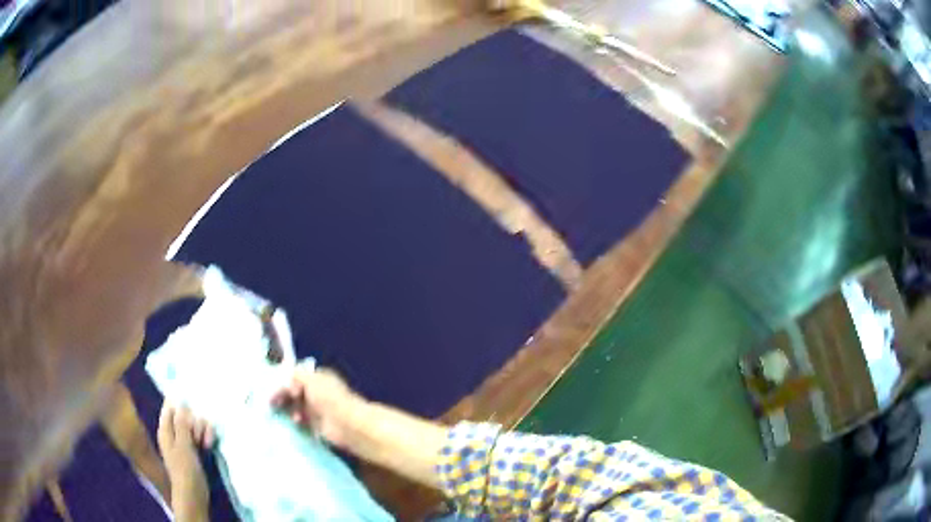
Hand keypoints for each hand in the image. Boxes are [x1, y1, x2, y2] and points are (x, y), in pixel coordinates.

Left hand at [157, 403, 211, 521]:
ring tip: (206, 442)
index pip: (170, 408)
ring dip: (203, 430)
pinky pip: (201, 436)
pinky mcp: (196, 450)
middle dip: (195, 422)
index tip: (192, 406)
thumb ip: (182, 423)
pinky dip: (206, 438)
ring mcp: (185, 442)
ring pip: (195, 426)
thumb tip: (181, 402)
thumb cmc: (184, 468)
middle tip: (198, 434)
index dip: (180, 405)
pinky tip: (210, 444)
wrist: (193, 492)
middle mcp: (174, 433)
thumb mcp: (183, 445)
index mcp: (166, 430)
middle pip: (185, 416)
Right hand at [270, 368, 361, 446]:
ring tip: (286, 413)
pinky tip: (294, 422)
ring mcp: (318, 408)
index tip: (272, 388)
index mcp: (318, 377)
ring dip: (289, 409)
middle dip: (283, 396)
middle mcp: (318, 391)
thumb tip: (287, 382)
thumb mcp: (310, 379)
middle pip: (295, 392)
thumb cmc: (329, 398)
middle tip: (271, 403)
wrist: (347, 425)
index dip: (284, 381)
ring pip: (297, 406)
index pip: (296, 376)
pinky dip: (296, 421)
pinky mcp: (318, 424)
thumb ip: (296, 375)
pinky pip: (302, 420)